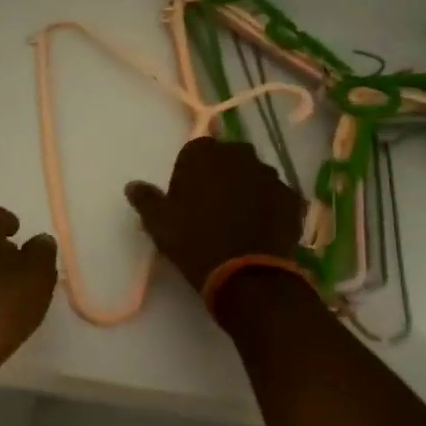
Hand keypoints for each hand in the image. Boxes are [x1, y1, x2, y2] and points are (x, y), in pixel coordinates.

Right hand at [125, 136, 302, 291]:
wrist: (247, 274)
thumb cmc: (195, 241)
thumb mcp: (159, 223)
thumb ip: (146, 199)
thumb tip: (132, 186)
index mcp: (205, 154)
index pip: (195, 150)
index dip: (190, 172)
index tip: (186, 196)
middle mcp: (240, 155)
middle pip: (228, 158)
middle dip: (221, 175)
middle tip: (211, 206)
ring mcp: (271, 176)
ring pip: (254, 176)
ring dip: (246, 189)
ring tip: (237, 219)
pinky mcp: (292, 198)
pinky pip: (275, 197)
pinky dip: (268, 207)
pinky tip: (259, 229)